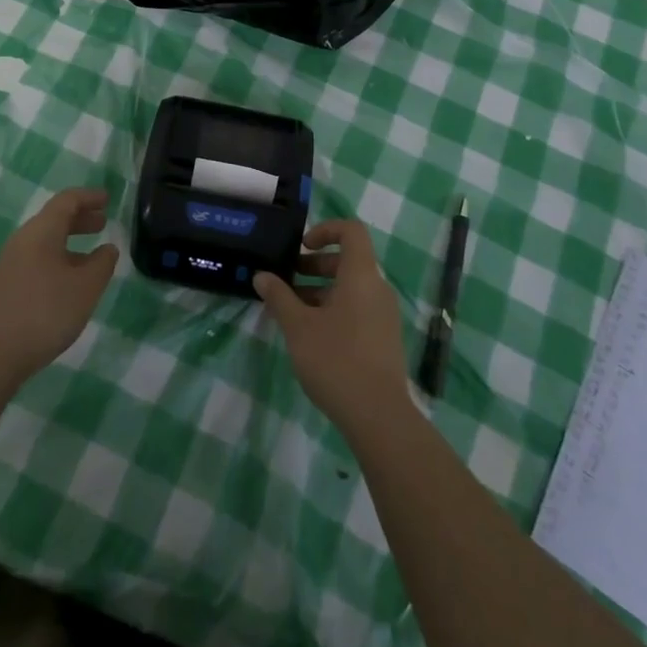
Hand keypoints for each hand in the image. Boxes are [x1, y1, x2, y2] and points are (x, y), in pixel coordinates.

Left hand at [0, 188, 118, 386]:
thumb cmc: (44, 312)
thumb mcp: (85, 288)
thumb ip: (102, 264)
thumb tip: (108, 249)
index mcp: (41, 231)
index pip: (67, 200)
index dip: (89, 197)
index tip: (108, 199)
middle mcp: (23, 240)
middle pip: (54, 219)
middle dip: (80, 218)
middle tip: (103, 223)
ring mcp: (10, 264)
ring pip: (45, 241)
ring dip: (70, 242)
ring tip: (92, 256)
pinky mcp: (4, 286)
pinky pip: (36, 260)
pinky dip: (58, 259)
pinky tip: (68, 283)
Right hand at [254, 219, 409, 433]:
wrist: (379, 416)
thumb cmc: (336, 359)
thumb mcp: (298, 326)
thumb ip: (279, 297)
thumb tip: (262, 276)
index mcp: (361, 275)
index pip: (352, 231)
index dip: (326, 230)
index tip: (301, 246)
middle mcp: (377, 288)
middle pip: (347, 261)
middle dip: (314, 265)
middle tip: (286, 281)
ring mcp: (384, 315)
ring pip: (350, 288)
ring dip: (319, 291)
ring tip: (290, 311)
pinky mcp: (383, 339)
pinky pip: (357, 309)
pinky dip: (333, 310)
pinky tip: (309, 335)